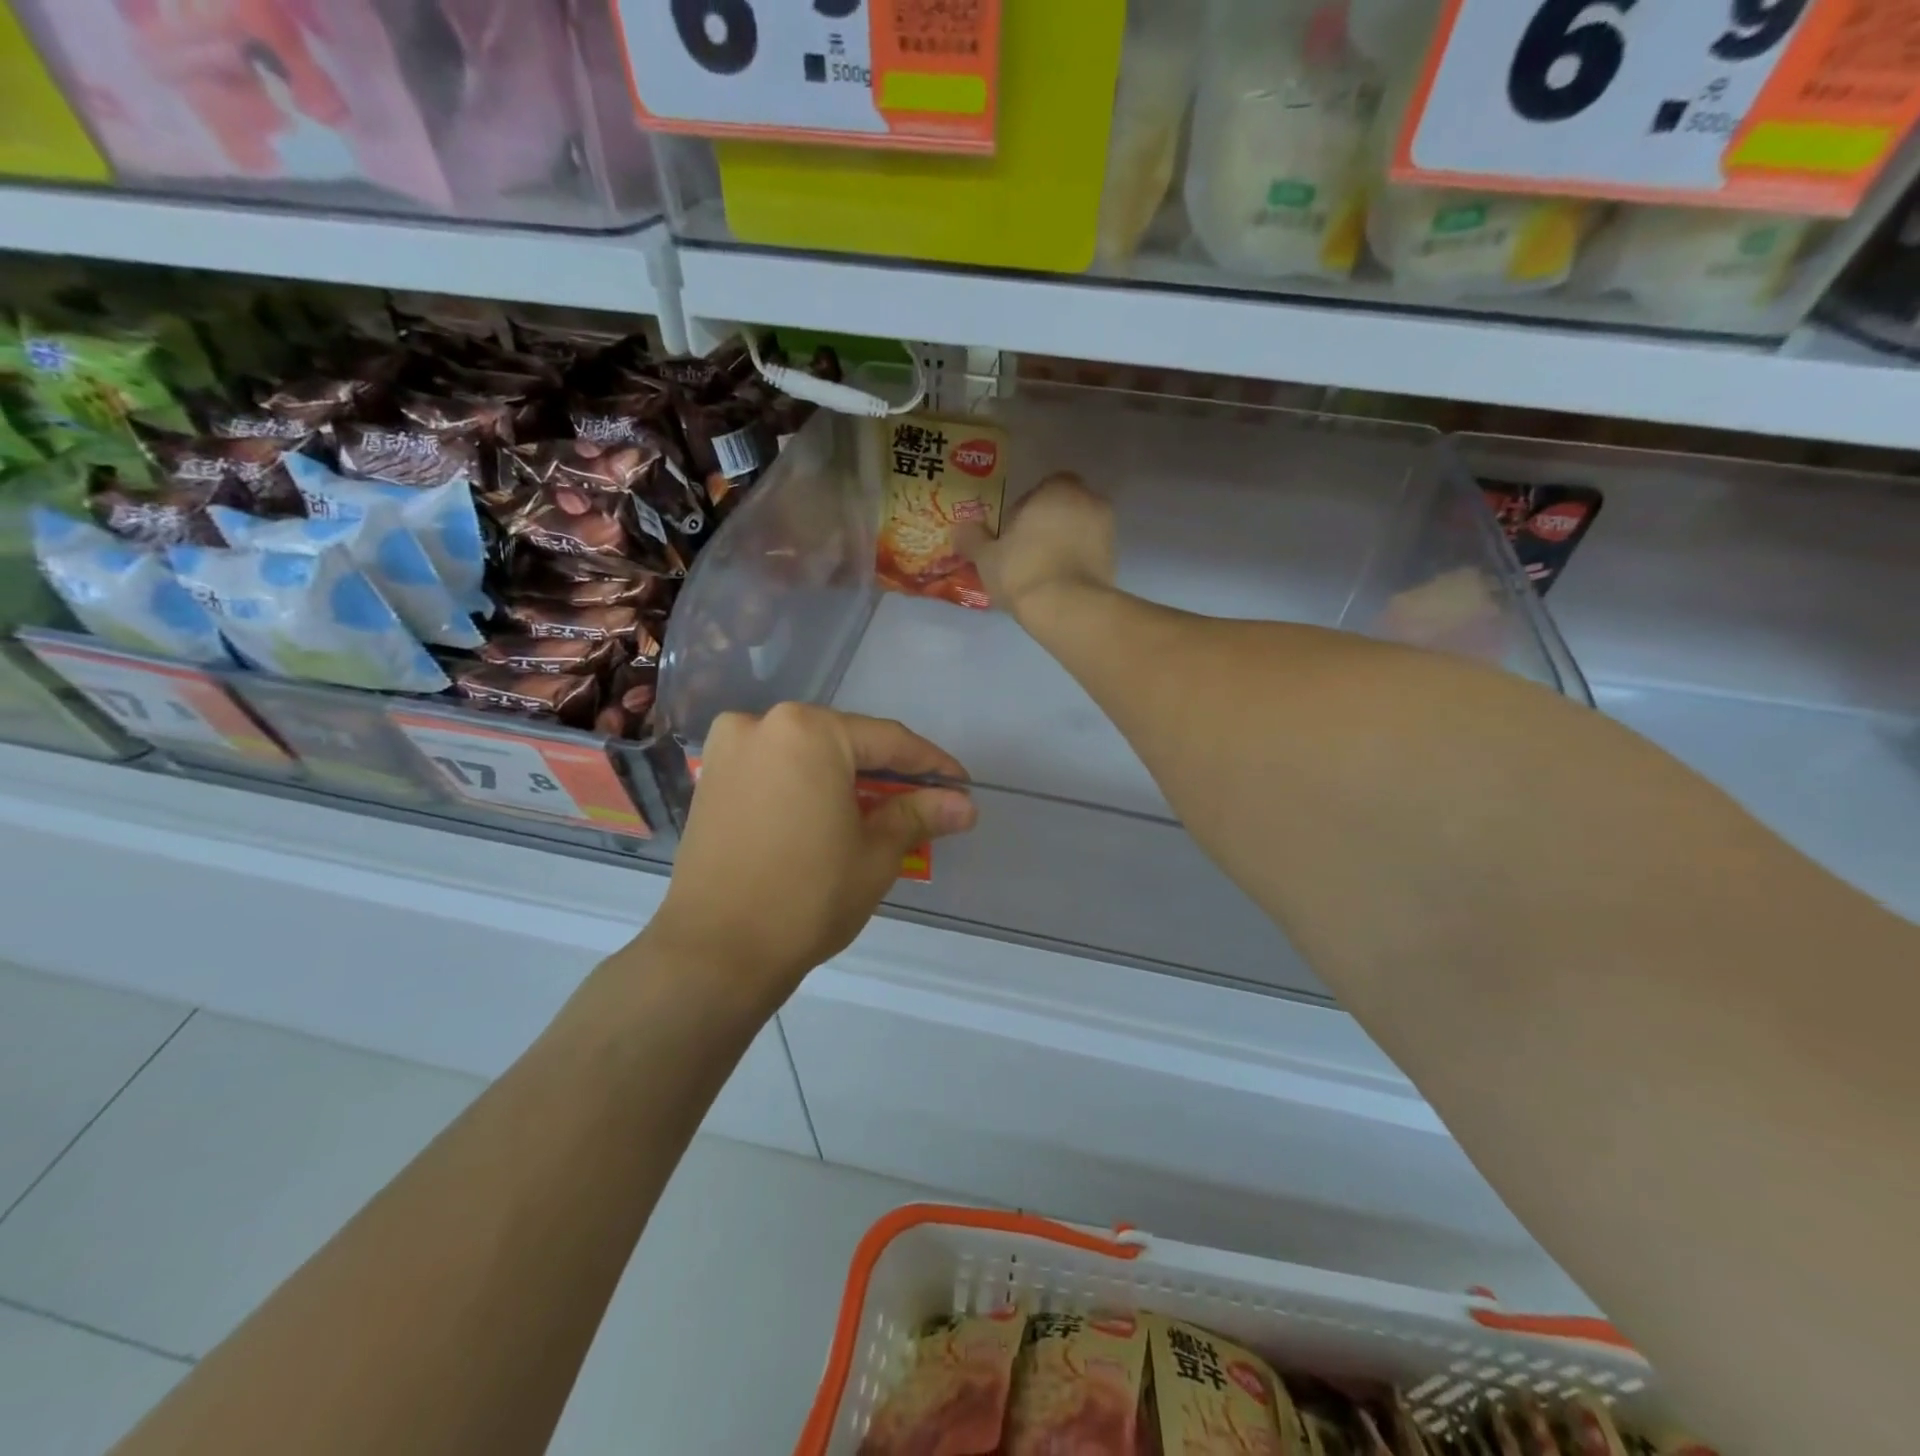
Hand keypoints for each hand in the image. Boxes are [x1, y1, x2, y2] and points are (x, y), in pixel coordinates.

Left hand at [645, 706, 977, 1008]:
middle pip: (844, 742)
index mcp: (808, 730)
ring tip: (879, 813)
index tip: (961, 786)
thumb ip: (920, 815)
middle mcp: (763, 724)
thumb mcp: (876, 853)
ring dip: (846, 779)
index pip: (888, 741)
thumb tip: (964, 804)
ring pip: (808, 754)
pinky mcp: (711, 780)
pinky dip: (808, 786)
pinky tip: (829, 814)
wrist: (715, 953)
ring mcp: (730, 750)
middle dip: (887, 773)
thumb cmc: (807, 897)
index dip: (931, 765)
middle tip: (924, 803)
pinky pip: (776, 770)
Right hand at [956, 472, 1116, 620]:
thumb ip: (972, 538)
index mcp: (1059, 488)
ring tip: (1040, 571)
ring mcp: (1107, 531)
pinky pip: (1089, 554)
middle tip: (1024, 551)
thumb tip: (959, 529)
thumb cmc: (1023, 570)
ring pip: (1078, 531)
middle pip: (1063, 508)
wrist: (1067, 609)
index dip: (1025, 508)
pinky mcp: (1115, 560)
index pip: (1042, 487)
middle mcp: (1089, 501)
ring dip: (1063, 544)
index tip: (1012, 532)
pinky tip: (1057, 584)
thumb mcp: (987, 557)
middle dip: (1047, 524)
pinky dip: (1076, 563)